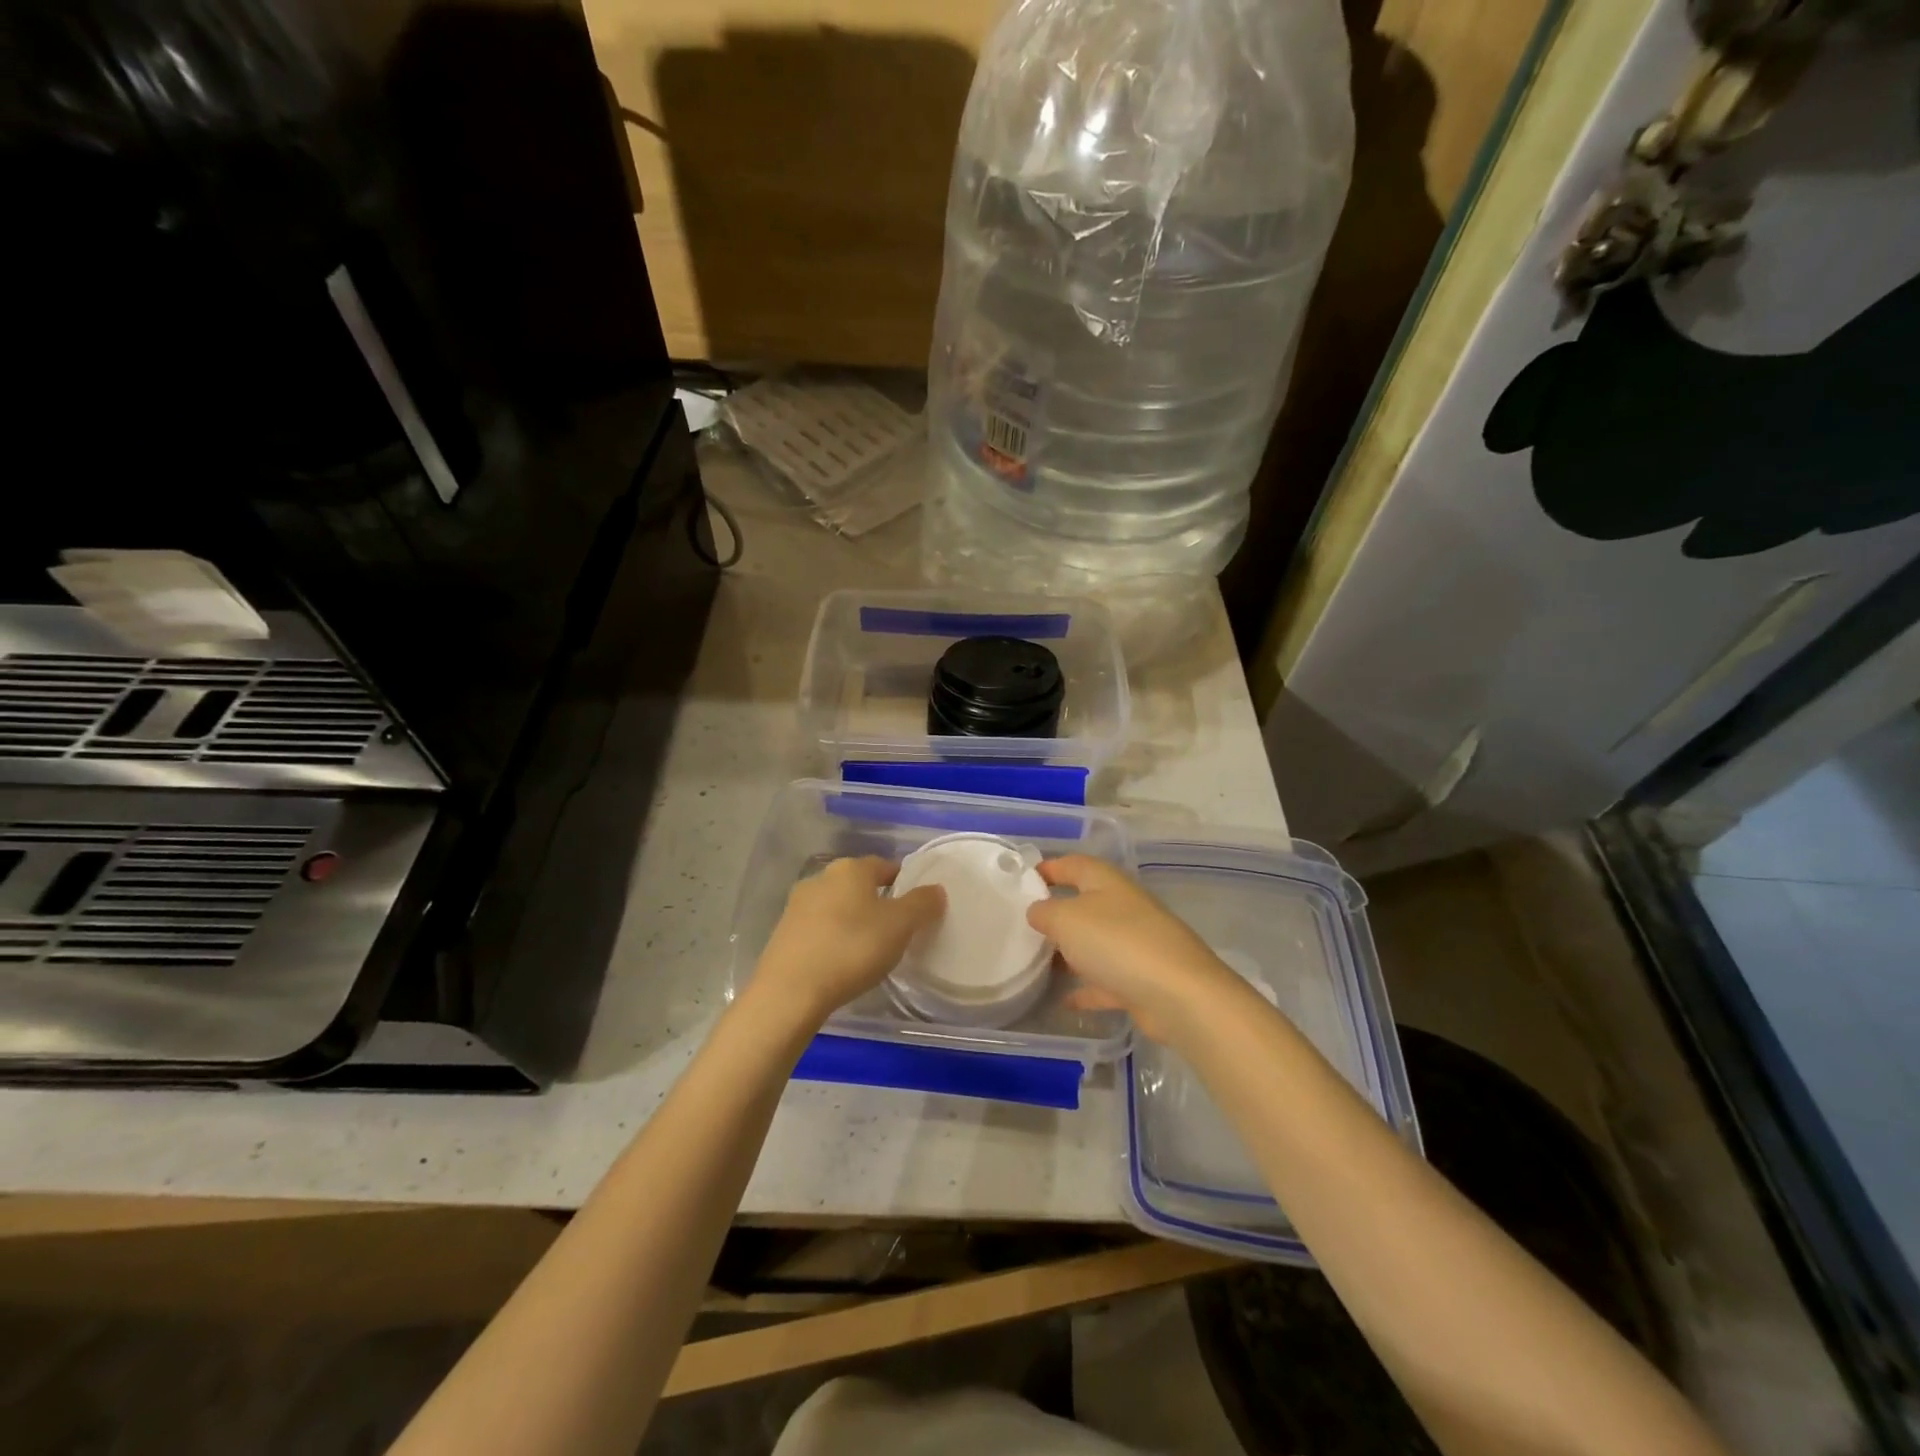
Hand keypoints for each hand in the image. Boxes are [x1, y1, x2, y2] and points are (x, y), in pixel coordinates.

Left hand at [751, 857, 945, 1025]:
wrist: (790, 991)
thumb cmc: (852, 949)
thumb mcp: (900, 926)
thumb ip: (922, 904)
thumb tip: (936, 889)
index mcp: (851, 868)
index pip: (886, 866)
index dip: (905, 883)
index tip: (917, 907)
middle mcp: (821, 878)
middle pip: (859, 885)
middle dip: (878, 902)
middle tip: (897, 930)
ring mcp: (797, 905)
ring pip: (837, 906)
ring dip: (854, 920)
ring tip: (870, 949)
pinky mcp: (783, 933)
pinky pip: (819, 929)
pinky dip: (834, 938)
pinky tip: (841, 961)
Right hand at [1027, 855, 1247, 1042]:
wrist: (1179, 995)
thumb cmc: (1117, 942)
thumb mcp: (1066, 919)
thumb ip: (1045, 912)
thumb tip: (1037, 911)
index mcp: (1107, 882)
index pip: (1074, 864)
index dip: (1048, 868)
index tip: (1021, 881)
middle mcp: (1123, 907)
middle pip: (1084, 904)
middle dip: (1056, 913)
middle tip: (1023, 926)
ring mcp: (1136, 944)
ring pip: (1095, 943)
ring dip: (1070, 952)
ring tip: (1037, 962)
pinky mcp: (1142, 980)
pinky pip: (1107, 980)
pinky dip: (1088, 988)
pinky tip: (1066, 1001)